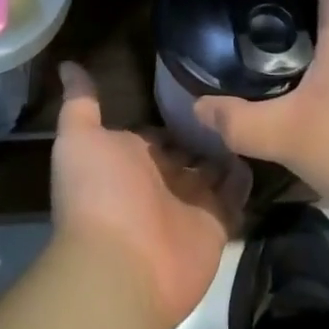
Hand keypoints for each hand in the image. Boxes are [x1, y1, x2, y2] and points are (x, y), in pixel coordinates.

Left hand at [51, 61, 249, 328]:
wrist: (120, 265)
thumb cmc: (98, 192)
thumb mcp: (80, 138)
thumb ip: (80, 103)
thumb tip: (67, 64)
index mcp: (129, 159)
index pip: (155, 133)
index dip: (171, 114)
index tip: (196, 86)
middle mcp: (159, 180)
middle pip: (187, 150)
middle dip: (204, 129)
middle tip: (235, 96)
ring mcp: (190, 203)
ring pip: (213, 170)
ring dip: (228, 148)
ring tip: (255, 112)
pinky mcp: (217, 224)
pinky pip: (236, 196)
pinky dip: (246, 177)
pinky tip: (260, 146)